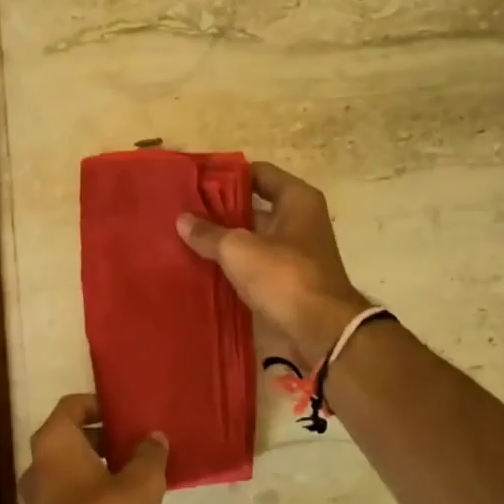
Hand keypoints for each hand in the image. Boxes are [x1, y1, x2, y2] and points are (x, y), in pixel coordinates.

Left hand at [19, 393, 167, 503]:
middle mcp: (38, 466)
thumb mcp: (142, 485)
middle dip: (103, 434)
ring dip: (99, 464)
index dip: (99, 403)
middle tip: (136, 440)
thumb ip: (149, 454)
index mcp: (55, 444)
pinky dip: (91, 489)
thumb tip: (153, 437)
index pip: (72, 405)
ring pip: (69, 467)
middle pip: (70, 436)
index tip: (125, 411)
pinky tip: (123, 503)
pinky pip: (69, 493)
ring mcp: (38, 499)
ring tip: (136, 471)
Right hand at [176, 160, 369, 366]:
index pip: (258, 172)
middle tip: (184, 211)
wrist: (321, 331)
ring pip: (253, 236)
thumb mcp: (239, 249)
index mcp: (297, 199)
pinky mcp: (289, 280)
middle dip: (221, 209)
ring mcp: (296, 252)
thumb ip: (209, 233)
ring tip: (187, 238)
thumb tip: (182, 220)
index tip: (196, 181)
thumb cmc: (284, 276)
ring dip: (225, 239)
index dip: (227, 175)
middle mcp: (300, 220)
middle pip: (255, 205)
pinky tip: (205, 266)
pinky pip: (256, 263)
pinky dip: (234, 264)